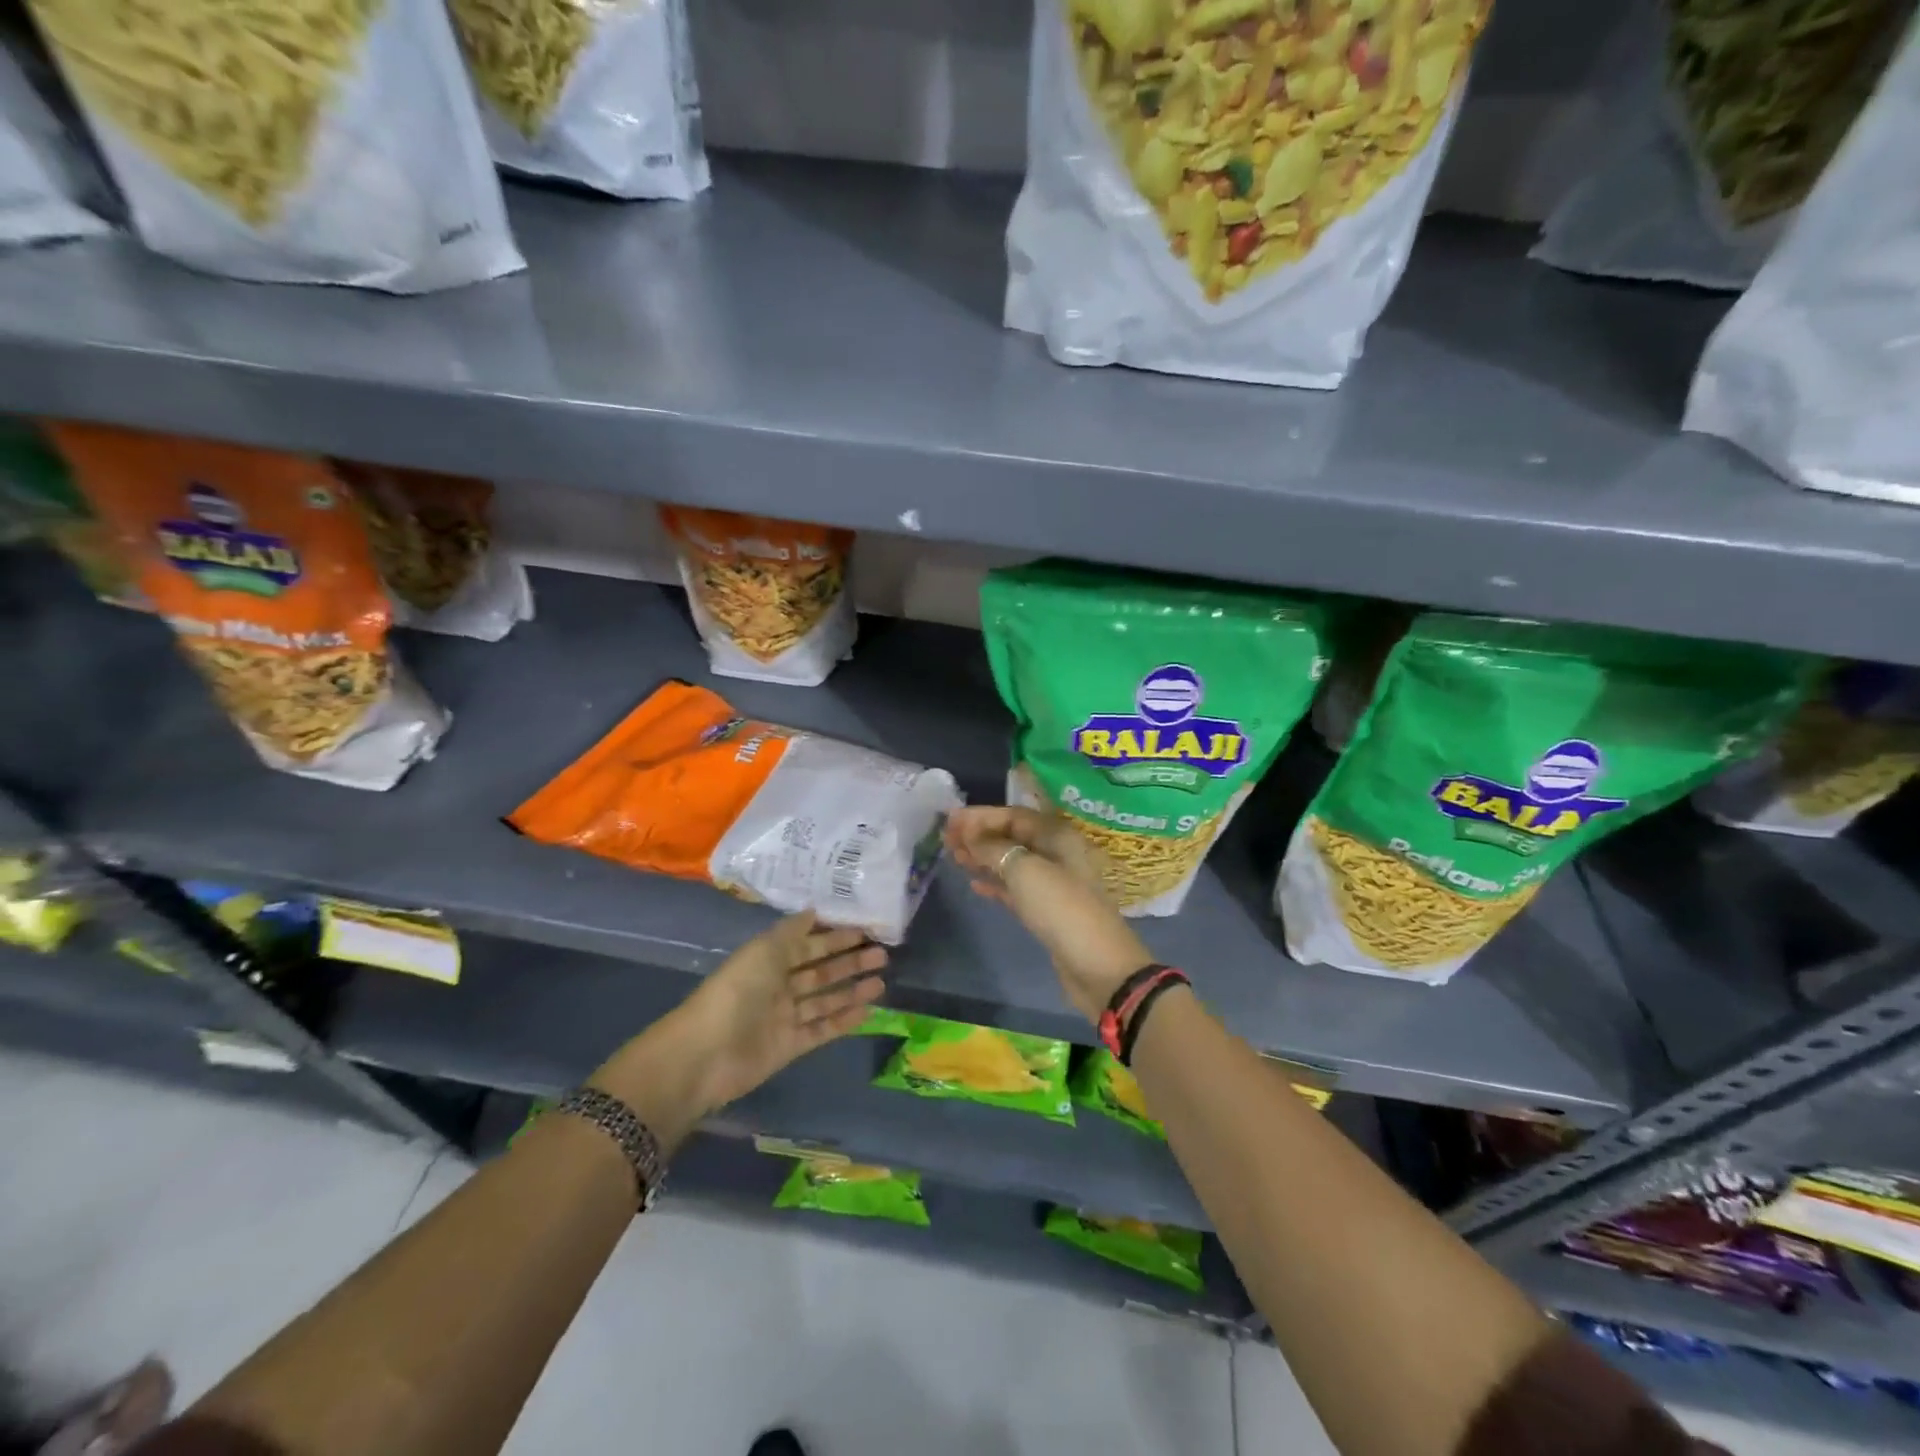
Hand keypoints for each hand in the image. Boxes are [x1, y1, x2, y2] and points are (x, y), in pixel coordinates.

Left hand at [679, 912, 888, 1110]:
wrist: (706, 1054)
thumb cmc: (737, 991)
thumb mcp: (764, 950)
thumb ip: (792, 932)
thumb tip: (815, 911)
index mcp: (768, 960)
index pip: (808, 944)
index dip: (834, 937)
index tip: (865, 930)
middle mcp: (778, 986)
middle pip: (820, 971)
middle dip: (850, 962)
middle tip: (882, 954)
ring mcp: (784, 1017)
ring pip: (825, 1000)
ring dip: (852, 990)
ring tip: (882, 982)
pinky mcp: (790, 1046)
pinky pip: (822, 1029)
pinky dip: (844, 1020)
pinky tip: (868, 1011)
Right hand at [945, 805, 1151, 1022]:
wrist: (1098, 967)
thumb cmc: (1062, 909)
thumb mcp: (1025, 872)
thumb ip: (994, 848)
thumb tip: (969, 834)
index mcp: (1057, 836)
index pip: (1014, 815)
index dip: (981, 816)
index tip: (949, 820)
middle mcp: (1057, 853)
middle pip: (1012, 837)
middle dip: (979, 835)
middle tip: (945, 839)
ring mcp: (1053, 883)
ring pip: (1012, 862)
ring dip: (983, 858)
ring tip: (954, 857)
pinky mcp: (1047, 910)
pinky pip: (1015, 888)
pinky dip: (995, 883)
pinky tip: (974, 884)